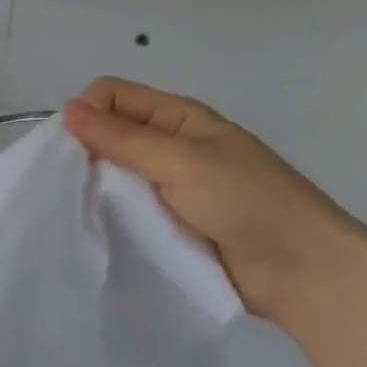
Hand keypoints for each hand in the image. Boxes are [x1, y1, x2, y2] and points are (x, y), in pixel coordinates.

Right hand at [62, 78, 366, 326]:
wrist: (301, 270)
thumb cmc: (246, 201)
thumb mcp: (182, 160)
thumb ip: (123, 138)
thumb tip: (66, 110)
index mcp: (177, 118)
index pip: (112, 96)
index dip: (86, 114)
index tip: (70, 151)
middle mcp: (168, 148)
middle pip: (108, 137)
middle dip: (83, 154)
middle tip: (67, 187)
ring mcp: (167, 190)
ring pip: (112, 178)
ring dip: (94, 190)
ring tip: (75, 213)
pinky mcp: (165, 228)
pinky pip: (125, 214)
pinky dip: (108, 219)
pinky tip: (93, 233)